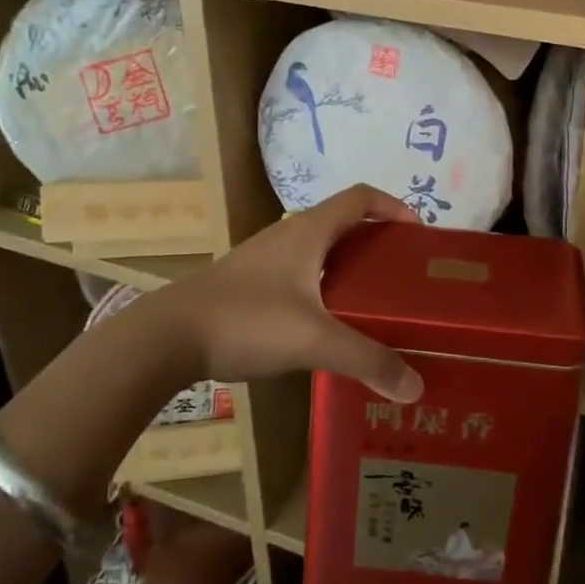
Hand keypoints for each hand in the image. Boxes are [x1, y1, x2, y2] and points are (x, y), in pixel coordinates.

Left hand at [153, 186, 424, 402]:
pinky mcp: (250, 282)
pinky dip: (326, 283)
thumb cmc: (246, 320)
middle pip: (344, 222)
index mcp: (309, 230)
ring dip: (350, 263)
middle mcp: (289, 233)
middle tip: (403, 274)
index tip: (418, 234)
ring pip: (321, 248)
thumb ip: (366, 359)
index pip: (361, 197)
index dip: (393, 207)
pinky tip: (329, 321)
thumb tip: (416, 386)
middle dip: (377, 240)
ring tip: (375, 299)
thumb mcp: (313, 340)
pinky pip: (301, 271)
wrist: (166, 337)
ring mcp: (266, 257)